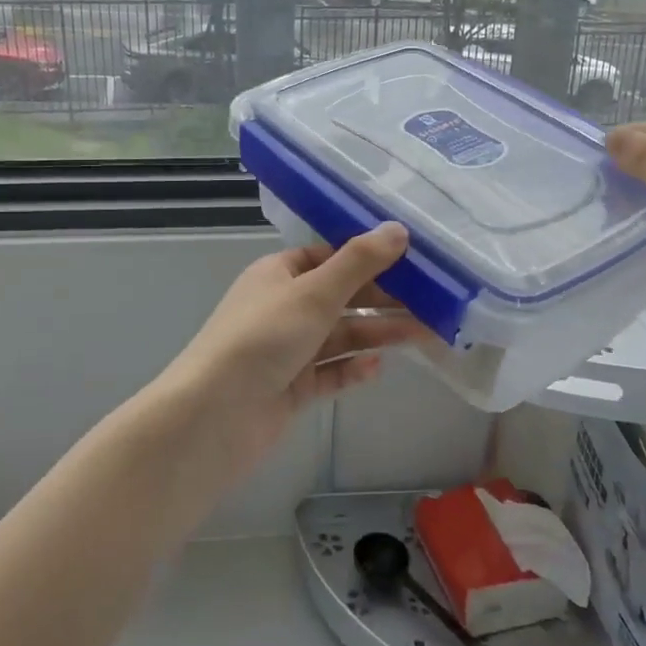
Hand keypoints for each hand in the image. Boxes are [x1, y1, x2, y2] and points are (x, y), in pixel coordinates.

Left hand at [156, 223, 432, 484]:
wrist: (214, 417)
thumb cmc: (262, 339)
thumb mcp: (313, 293)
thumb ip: (359, 263)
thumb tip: (399, 229)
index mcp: (278, 274)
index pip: (328, 257)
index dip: (368, 257)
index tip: (413, 261)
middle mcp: (282, 308)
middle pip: (340, 297)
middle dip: (382, 300)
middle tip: (432, 302)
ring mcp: (286, 350)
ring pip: (339, 336)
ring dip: (377, 334)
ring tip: (422, 334)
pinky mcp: (291, 387)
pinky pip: (329, 373)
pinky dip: (352, 369)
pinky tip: (377, 368)